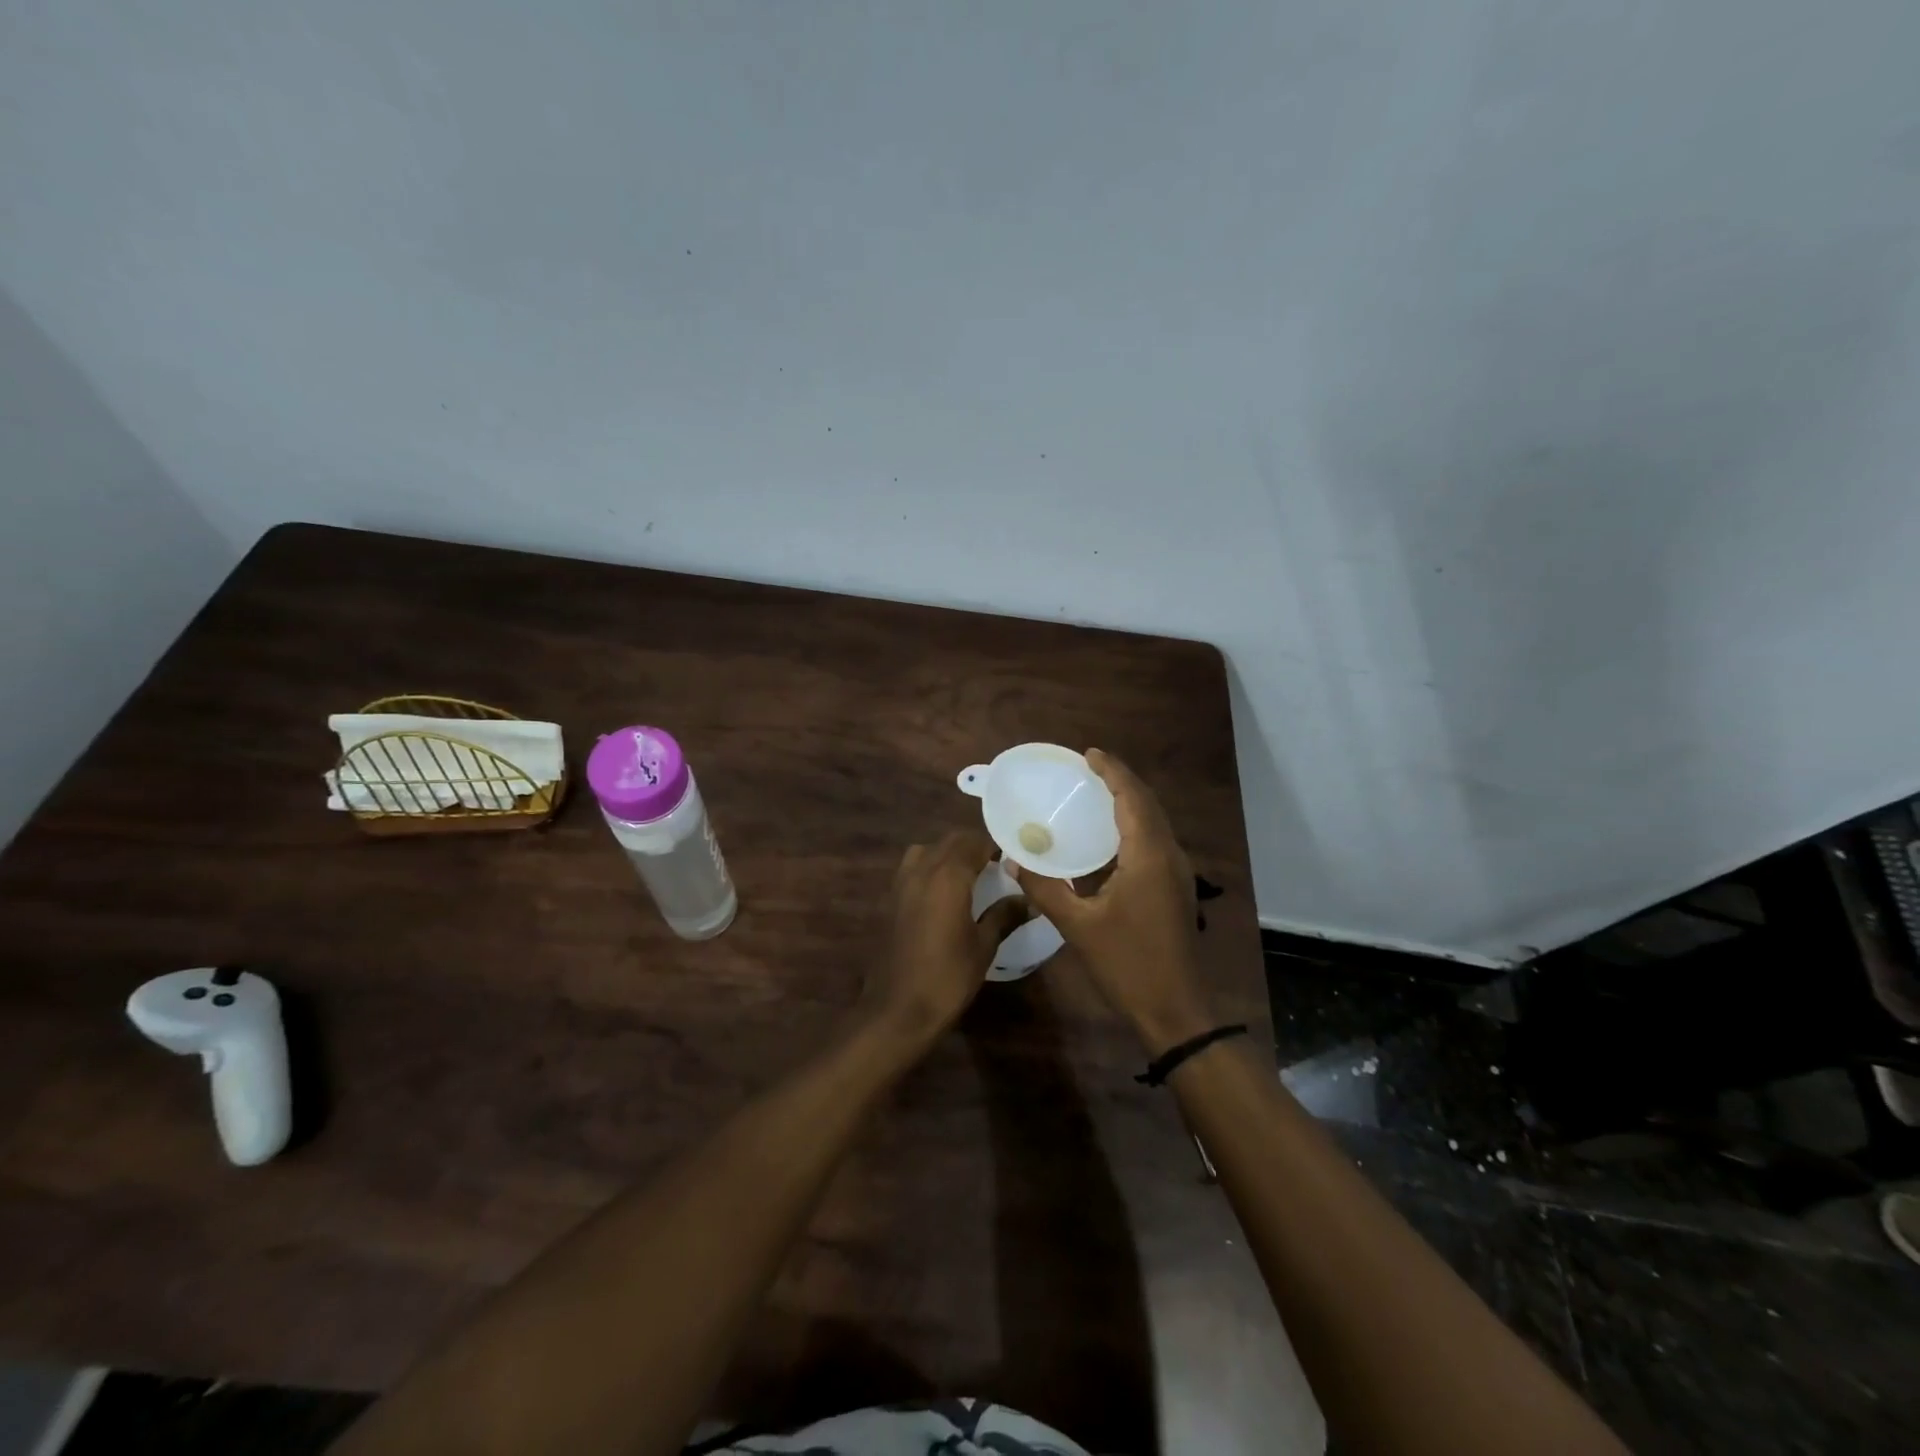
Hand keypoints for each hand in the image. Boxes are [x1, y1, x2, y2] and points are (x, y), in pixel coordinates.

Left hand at [865, 830, 1024, 1041]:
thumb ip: (1004, 916)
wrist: (897, 1009)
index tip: (1015, 854)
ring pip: (927, 850)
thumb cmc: (947, 977)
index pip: (975, 842)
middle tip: (997, 863)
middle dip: (974, 845)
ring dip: (948, 854)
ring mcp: (901, 883)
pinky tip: (944, 893)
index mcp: (948, 876)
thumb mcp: (983, 946)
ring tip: (969, 874)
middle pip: (950, 841)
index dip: (996, 844)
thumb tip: (1029, 900)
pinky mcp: (889, 899)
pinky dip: (930, 868)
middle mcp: (922, 870)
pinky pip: (912, 868)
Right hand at [1010, 749, 1211, 1053]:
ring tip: (1096, 794)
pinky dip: (1133, 827)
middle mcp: (1169, 856)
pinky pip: (1155, 842)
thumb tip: (1015, 860)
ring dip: (1129, 803)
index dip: (1112, 772)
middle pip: (1148, 804)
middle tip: (1088, 770)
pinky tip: (1108, 839)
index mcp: (1149, 856)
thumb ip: (1045, 889)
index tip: (1088, 754)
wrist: (1176, 1010)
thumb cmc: (1127, 964)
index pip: (1132, 798)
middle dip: (1121, 781)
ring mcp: (1177, 873)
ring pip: (1155, 823)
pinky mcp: (1176, 889)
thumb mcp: (1078, 926)